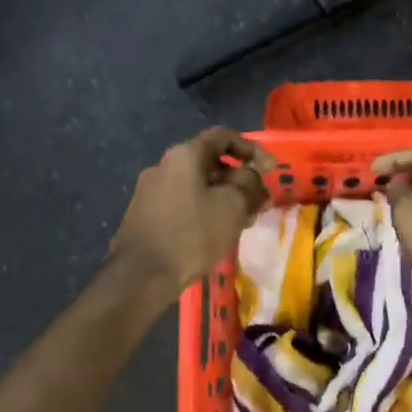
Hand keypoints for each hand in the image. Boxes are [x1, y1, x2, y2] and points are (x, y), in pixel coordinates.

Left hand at [110, 127, 272, 295]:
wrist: (140, 276)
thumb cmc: (192, 234)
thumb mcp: (233, 206)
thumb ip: (249, 184)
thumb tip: (252, 177)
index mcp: (185, 155)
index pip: (224, 136)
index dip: (252, 149)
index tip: (270, 170)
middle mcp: (164, 165)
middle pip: (210, 162)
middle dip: (239, 179)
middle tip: (258, 202)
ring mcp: (150, 190)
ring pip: (197, 185)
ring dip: (222, 197)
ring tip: (240, 221)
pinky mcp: (144, 214)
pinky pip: (182, 203)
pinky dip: (203, 210)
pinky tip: (214, 233)